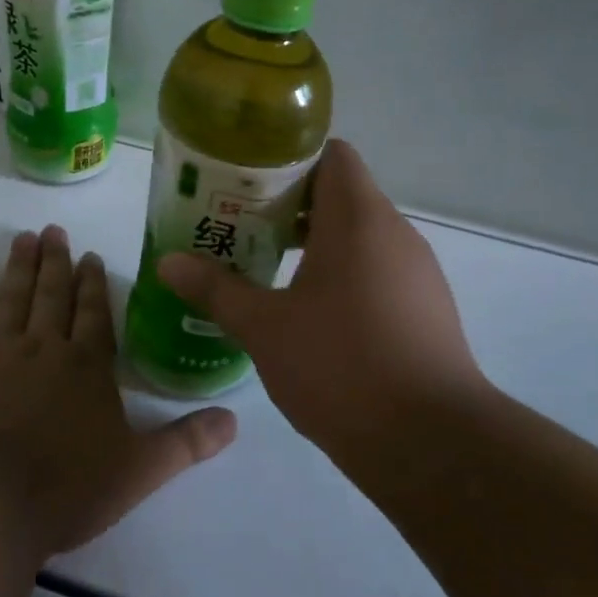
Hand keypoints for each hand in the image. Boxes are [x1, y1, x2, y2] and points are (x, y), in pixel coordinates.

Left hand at [0, 226, 236, 558]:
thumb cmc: (63, 488)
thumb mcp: (138, 471)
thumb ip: (186, 443)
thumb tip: (235, 420)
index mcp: (87, 367)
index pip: (94, 314)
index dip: (93, 285)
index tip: (89, 256)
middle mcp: (44, 347)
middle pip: (52, 295)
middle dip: (56, 262)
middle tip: (53, 231)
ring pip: (13, 296)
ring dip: (21, 265)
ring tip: (24, 238)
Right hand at [156, 140, 485, 460]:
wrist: (430, 441)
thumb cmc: (340, 366)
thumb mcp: (264, 327)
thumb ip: (215, 289)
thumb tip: (167, 263)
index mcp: (358, 218)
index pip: (331, 154)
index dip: (288, 160)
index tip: (247, 184)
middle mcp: (395, 232)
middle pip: (341, 194)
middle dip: (289, 207)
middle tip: (241, 229)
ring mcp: (417, 271)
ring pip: (360, 236)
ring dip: (315, 244)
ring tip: (267, 269)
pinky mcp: (427, 307)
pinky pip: (378, 270)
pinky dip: (343, 274)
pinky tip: (312, 314)